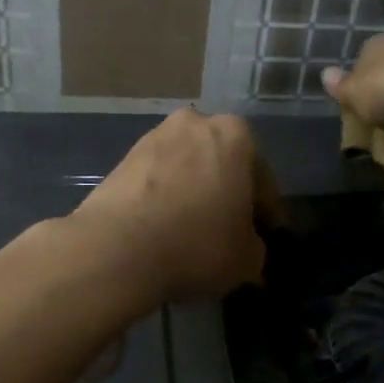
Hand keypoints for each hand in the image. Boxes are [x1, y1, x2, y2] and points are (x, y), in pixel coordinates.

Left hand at [70, 109, 267, 302]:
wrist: (116, 248)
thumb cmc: (197, 245)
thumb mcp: (247, 259)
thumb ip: (256, 247)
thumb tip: (247, 247)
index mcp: (236, 135)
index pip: (262, 180)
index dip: (266, 213)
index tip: (264, 237)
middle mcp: (196, 123)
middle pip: (222, 165)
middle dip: (227, 194)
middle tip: (229, 232)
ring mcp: (154, 138)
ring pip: (188, 170)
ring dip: (194, 194)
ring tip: (193, 233)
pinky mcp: (123, 159)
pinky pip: (158, 181)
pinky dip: (165, 199)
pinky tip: (164, 230)